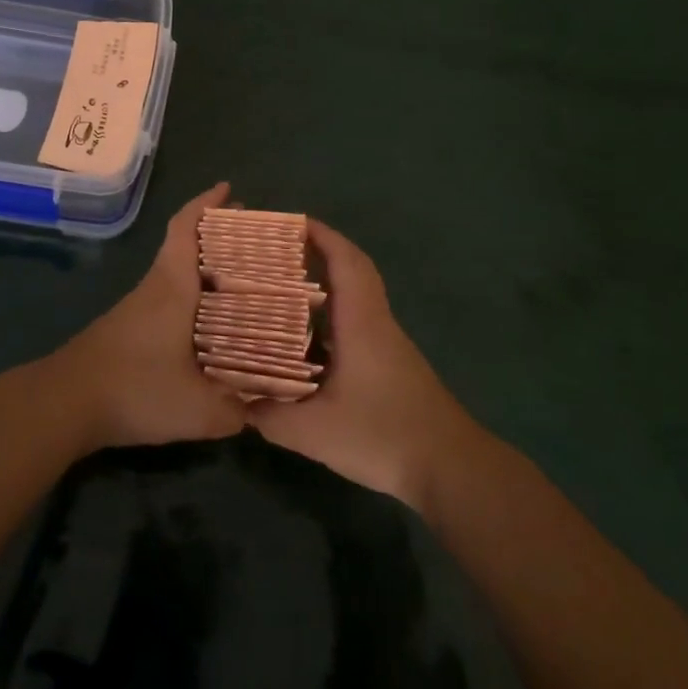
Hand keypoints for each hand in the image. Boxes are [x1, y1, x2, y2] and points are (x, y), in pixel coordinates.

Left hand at [40, 182, 249, 452]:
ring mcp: (136, 308)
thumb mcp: (197, 409)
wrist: (62, 405)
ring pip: (175, 273)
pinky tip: (207, 323)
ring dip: (204, 268)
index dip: (206, 204)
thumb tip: (260, 409)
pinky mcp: (126, 329)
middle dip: (216, 235)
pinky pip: (167, 296)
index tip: (228, 189)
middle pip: (185, 246)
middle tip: (251, 239)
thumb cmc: (134, 389)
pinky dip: (190, 295)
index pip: (186, 229)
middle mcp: (155, 288)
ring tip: (239, 281)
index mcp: (172, 288)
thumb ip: (235, 410)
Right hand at [248, 219, 482, 511]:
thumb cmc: (384, 434)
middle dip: (320, 252)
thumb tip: (238, 403)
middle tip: (278, 253)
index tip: (290, 222)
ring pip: (356, 298)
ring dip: (325, 285)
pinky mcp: (389, 365)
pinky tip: (306, 341)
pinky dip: (331, 317)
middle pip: (353, 270)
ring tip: (283, 288)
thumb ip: (272, 416)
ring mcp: (386, 343)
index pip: (346, 260)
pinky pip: (356, 323)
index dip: (321, 235)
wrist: (449, 466)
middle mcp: (375, 322)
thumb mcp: (316, 432)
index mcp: (361, 321)